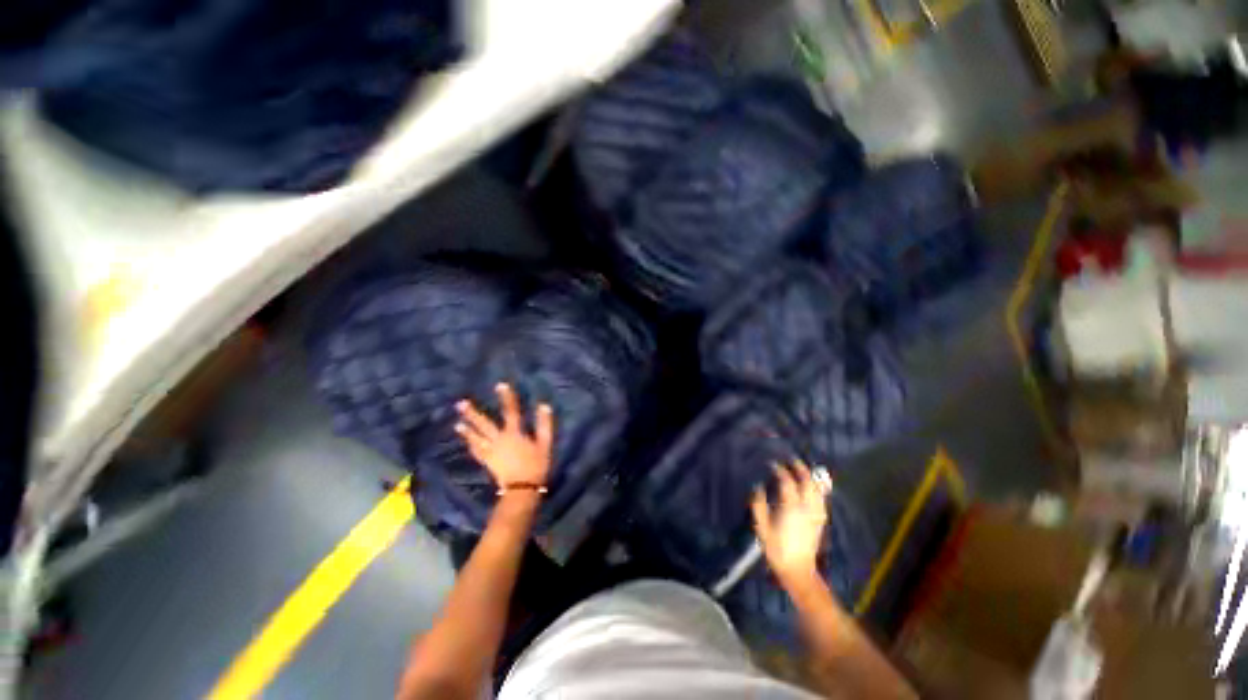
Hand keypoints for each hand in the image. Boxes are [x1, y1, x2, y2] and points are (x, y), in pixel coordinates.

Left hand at [455, 383, 554, 491]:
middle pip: (485, 425)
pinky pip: (477, 452)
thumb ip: (544, 424)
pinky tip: (467, 441)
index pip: (511, 411)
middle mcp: (499, 440)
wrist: (522, 489)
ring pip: (476, 438)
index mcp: (514, 433)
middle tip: (460, 404)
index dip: (507, 398)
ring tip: (457, 423)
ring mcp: (491, 452)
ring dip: (467, 430)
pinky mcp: (488, 462)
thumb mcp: (545, 443)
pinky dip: (471, 445)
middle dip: (473, 414)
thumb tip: (544, 405)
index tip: (500, 385)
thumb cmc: (536, 465)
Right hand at [752, 461, 828, 586]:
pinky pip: (821, 499)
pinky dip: (817, 488)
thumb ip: (758, 505)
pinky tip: (813, 486)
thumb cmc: (776, 548)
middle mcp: (806, 507)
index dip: (780, 470)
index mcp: (791, 507)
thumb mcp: (761, 527)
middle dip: (800, 468)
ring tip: (802, 469)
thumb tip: (757, 487)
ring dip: (810, 477)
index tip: (772, 464)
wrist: (797, 570)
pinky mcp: (820, 520)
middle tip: (791, 460)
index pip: (787, 481)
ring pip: (817, 489)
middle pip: (807, 482)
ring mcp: (816, 514)